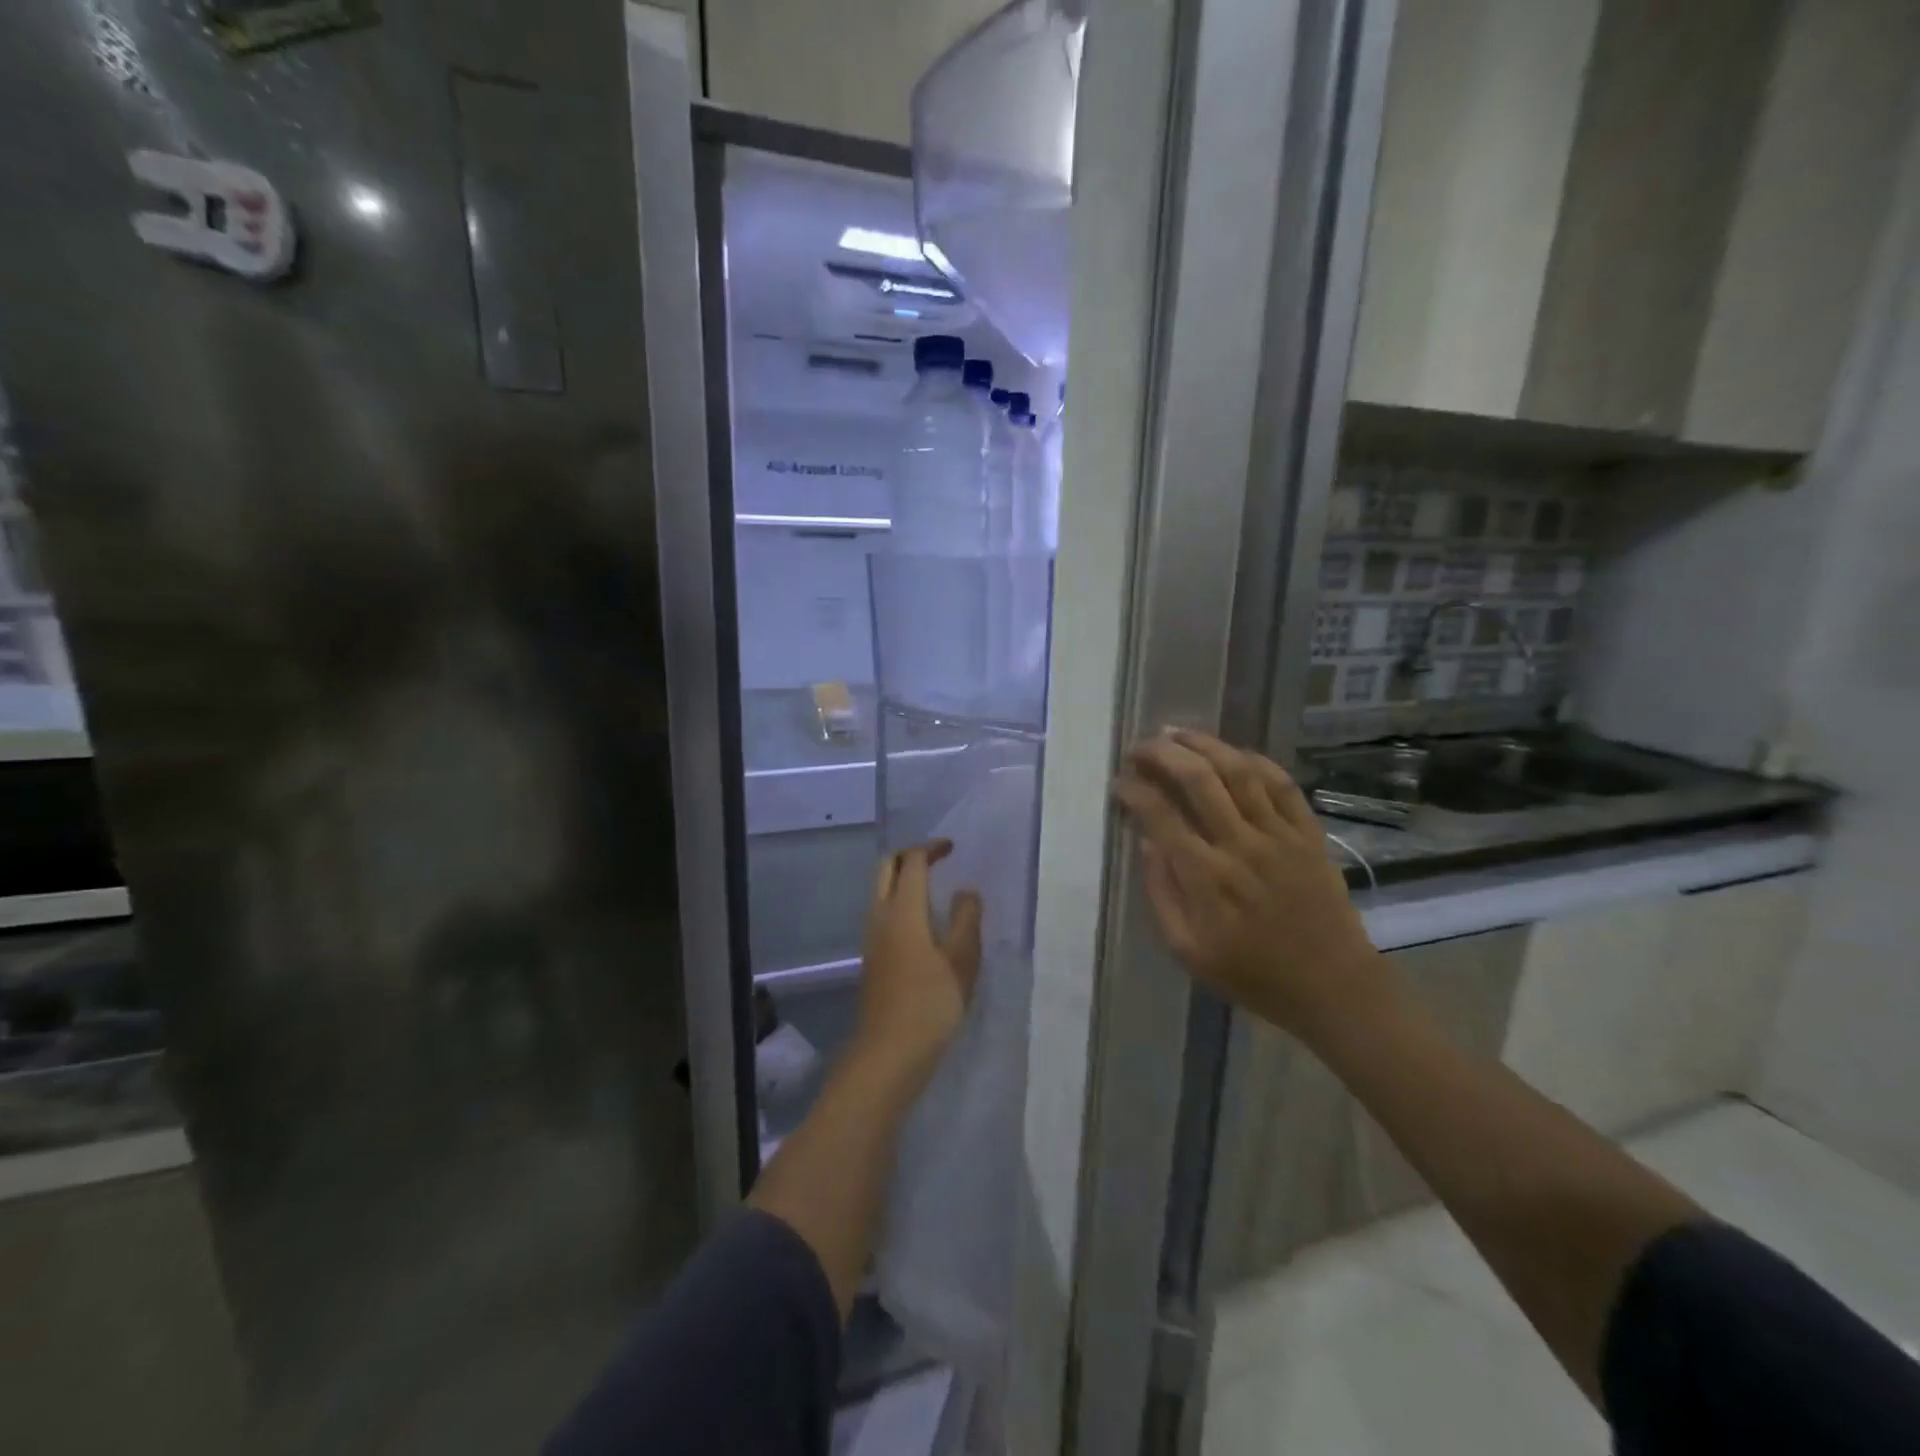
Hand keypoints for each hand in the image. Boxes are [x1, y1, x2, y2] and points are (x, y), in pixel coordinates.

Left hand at [852, 841, 982, 1090]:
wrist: (888, 1054)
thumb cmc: (930, 1004)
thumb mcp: (961, 961)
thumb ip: (966, 919)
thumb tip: (966, 892)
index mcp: (902, 910)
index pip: (912, 862)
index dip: (931, 848)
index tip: (952, 847)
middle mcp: (880, 916)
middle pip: (886, 869)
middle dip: (910, 856)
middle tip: (938, 859)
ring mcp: (871, 938)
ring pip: (880, 891)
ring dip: (902, 879)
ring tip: (935, 888)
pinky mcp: (872, 958)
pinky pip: (882, 913)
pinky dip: (900, 901)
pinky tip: (923, 923)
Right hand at [1112, 730, 1398, 1047]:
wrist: (1332, 987)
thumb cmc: (1252, 974)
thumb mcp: (1187, 950)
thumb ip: (1161, 893)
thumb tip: (1146, 841)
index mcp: (1206, 877)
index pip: (1160, 815)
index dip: (1134, 791)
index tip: (1119, 783)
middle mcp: (1240, 845)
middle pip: (1197, 779)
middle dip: (1162, 754)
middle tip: (1140, 748)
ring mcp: (1279, 835)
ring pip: (1239, 771)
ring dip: (1203, 744)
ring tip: (1176, 734)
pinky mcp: (1309, 834)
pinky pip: (1282, 784)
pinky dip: (1254, 761)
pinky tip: (1233, 754)